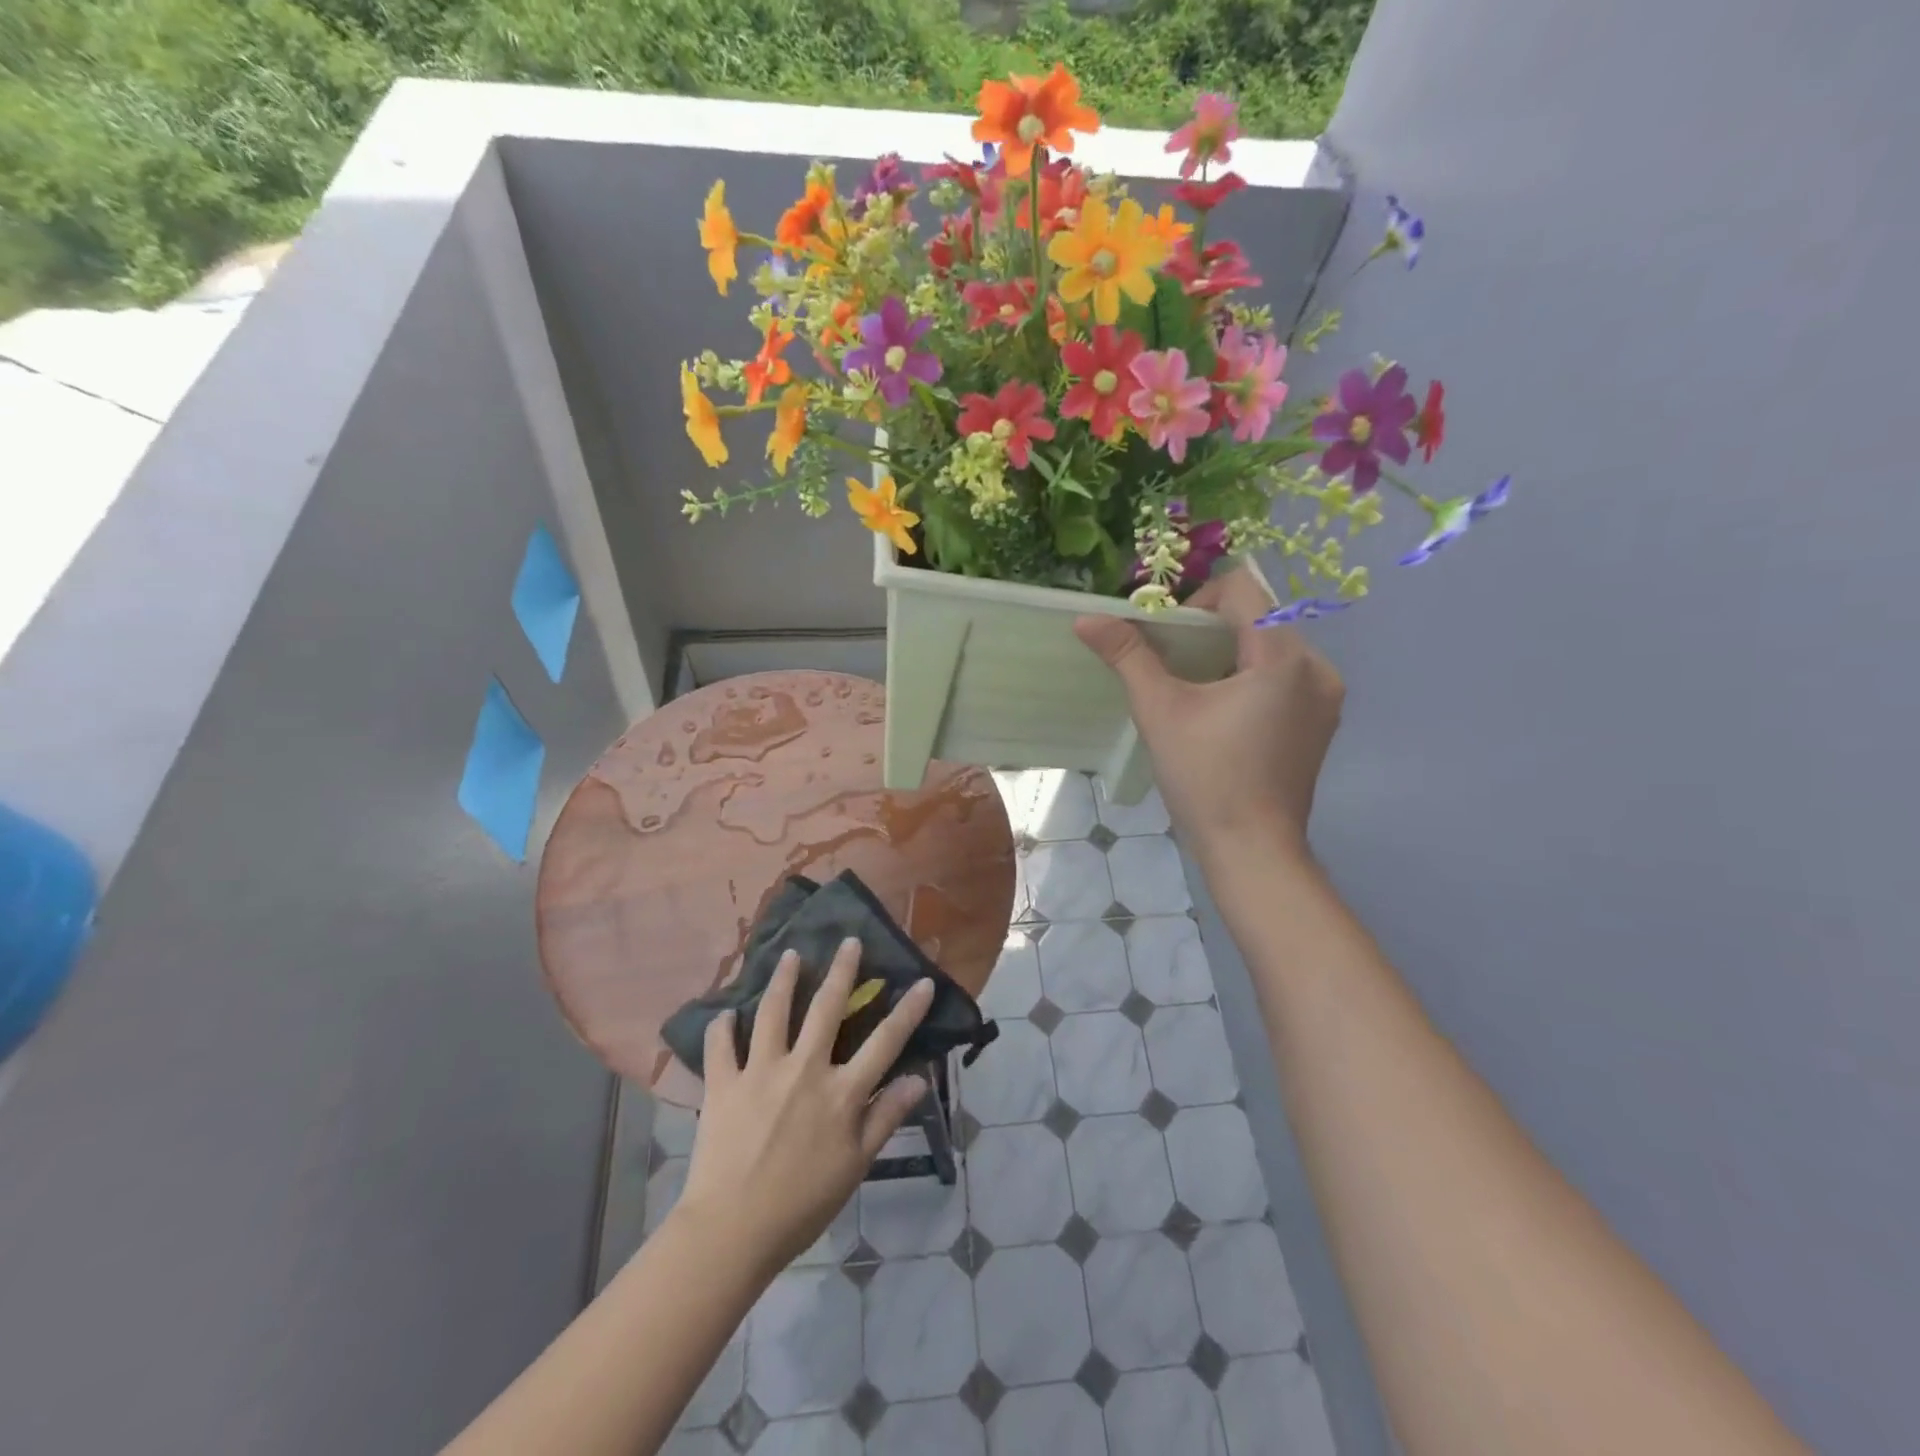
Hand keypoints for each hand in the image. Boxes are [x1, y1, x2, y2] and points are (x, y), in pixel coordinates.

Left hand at [672, 940, 935, 1279]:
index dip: (908, 1010)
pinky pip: (720, 1045)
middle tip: (849, 941)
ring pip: (773, 1012)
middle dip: (843, 970)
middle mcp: (804, 1069)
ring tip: (791, 955)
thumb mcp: (855, 1166)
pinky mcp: (723, 1083)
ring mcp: (760, 1071)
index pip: (885, 1041)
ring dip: (784, 980)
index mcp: (841, 1092)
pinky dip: (721, 1026)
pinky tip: (724, 1013)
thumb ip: (886, 1117)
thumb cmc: (802, 1204)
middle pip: (827, 1008)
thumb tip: (919, 1077)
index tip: (923, 981)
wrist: (732, 1231)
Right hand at [1074, 564, 1344, 862]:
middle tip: (1173, 667)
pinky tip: (1226, 717)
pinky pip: (1285, 676)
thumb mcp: (1160, 711)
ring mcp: (1326, 696)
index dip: (1196, 600)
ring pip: (1271, 647)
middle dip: (1210, 632)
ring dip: (1230, 655)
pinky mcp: (1323, 722)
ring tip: (1197, 693)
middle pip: (1258, 617)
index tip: (1168, 639)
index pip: (1241, 588)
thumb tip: (1086, 618)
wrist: (1253, 850)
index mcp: (1283, 655)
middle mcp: (1316, 665)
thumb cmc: (1206, 778)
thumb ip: (1128, 656)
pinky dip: (1252, 679)